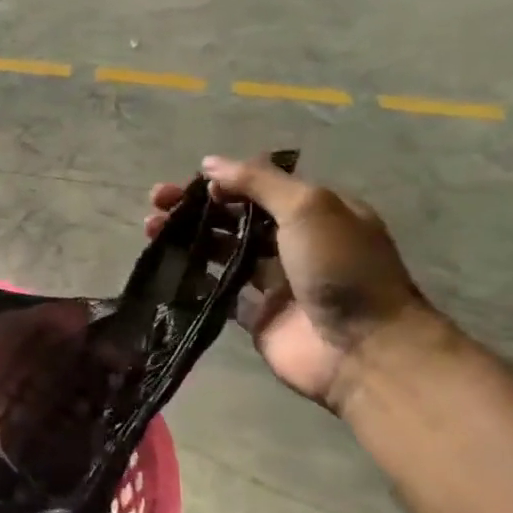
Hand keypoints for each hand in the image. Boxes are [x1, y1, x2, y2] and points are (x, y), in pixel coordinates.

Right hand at [145, 155, 435, 410]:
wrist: (361, 348)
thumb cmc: (339, 268)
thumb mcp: (308, 208)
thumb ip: (258, 182)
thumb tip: (209, 163)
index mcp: (315, 212)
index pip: (260, 187)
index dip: (223, 183)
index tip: (191, 186)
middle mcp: (294, 243)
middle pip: (235, 218)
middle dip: (196, 208)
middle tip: (156, 204)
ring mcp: (274, 281)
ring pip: (222, 252)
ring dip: (189, 239)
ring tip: (152, 233)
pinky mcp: (256, 315)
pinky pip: (218, 292)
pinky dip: (193, 280)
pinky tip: (166, 269)